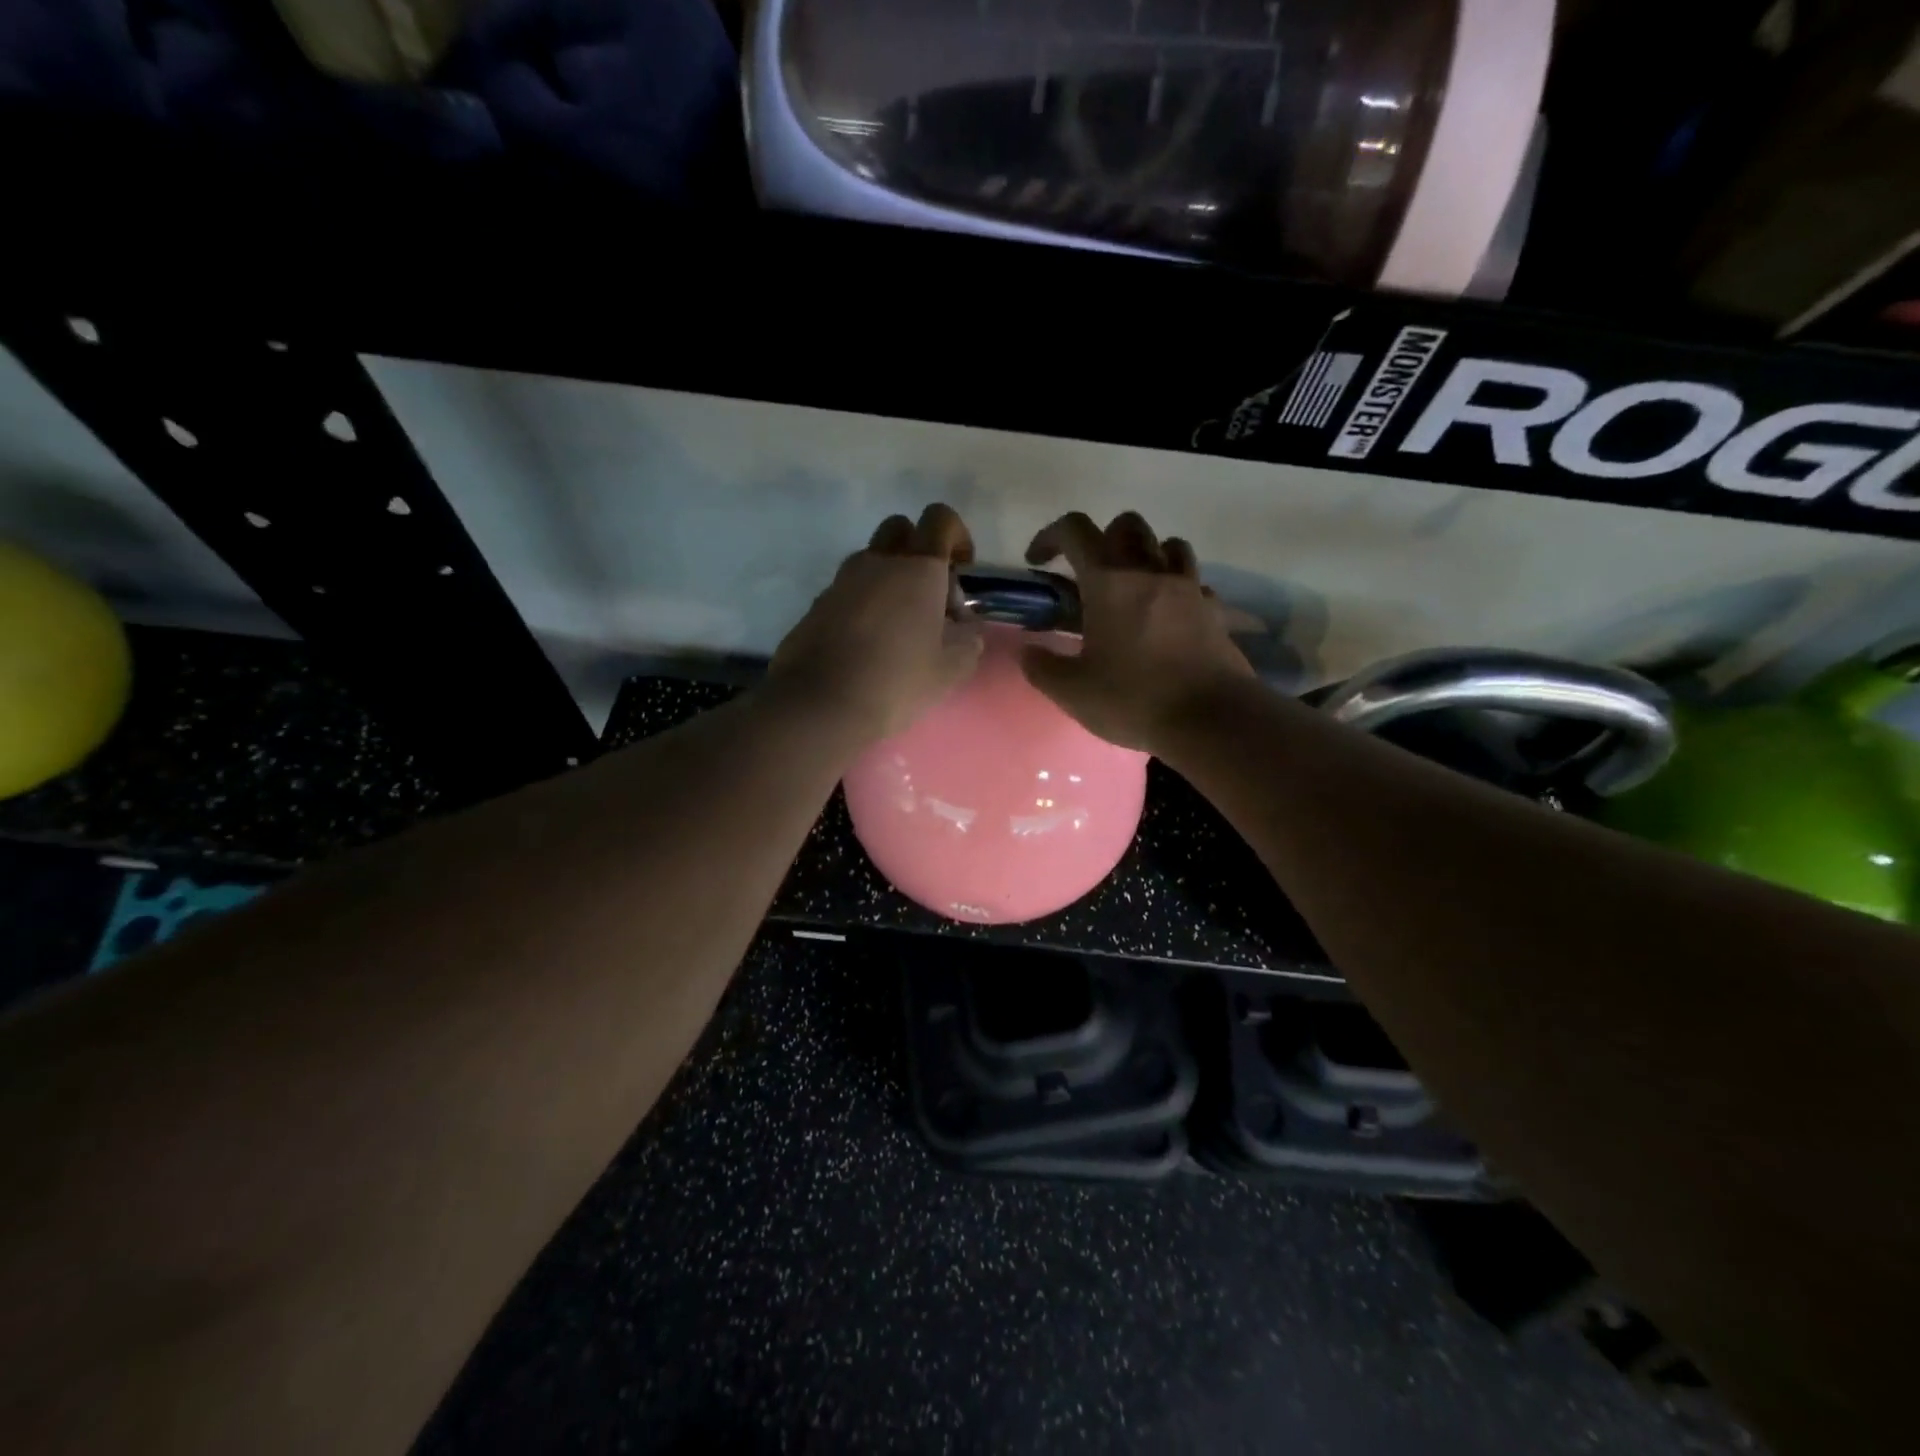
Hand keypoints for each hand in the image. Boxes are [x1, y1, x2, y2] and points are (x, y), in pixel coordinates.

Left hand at [765, 504, 983, 745]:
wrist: (820, 704)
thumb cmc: (896, 681)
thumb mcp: (950, 669)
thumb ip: (967, 641)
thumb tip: (966, 628)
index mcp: (917, 568)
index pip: (940, 519)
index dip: (957, 535)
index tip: (962, 569)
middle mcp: (876, 562)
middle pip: (900, 529)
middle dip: (918, 550)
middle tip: (929, 595)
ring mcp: (841, 582)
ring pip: (871, 561)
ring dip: (890, 579)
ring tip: (900, 628)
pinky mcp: (817, 605)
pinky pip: (848, 590)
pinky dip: (864, 604)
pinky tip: (869, 645)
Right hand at [1020, 511, 1255, 752]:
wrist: (1212, 719)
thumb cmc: (1135, 699)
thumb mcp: (1073, 692)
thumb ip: (1043, 668)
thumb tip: (1028, 652)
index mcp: (1109, 583)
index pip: (1075, 531)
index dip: (1050, 536)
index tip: (1038, 561)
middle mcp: (1150, 572)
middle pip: (1127, 525)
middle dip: (1102, 538)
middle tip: (1089, 575)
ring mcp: (1188, 588)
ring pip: (1168, 545)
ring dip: (1146, 555)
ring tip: (1133, 588)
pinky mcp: (1214, 611)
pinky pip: (1194, 583)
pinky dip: (1177, 589)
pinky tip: (1168, 617)